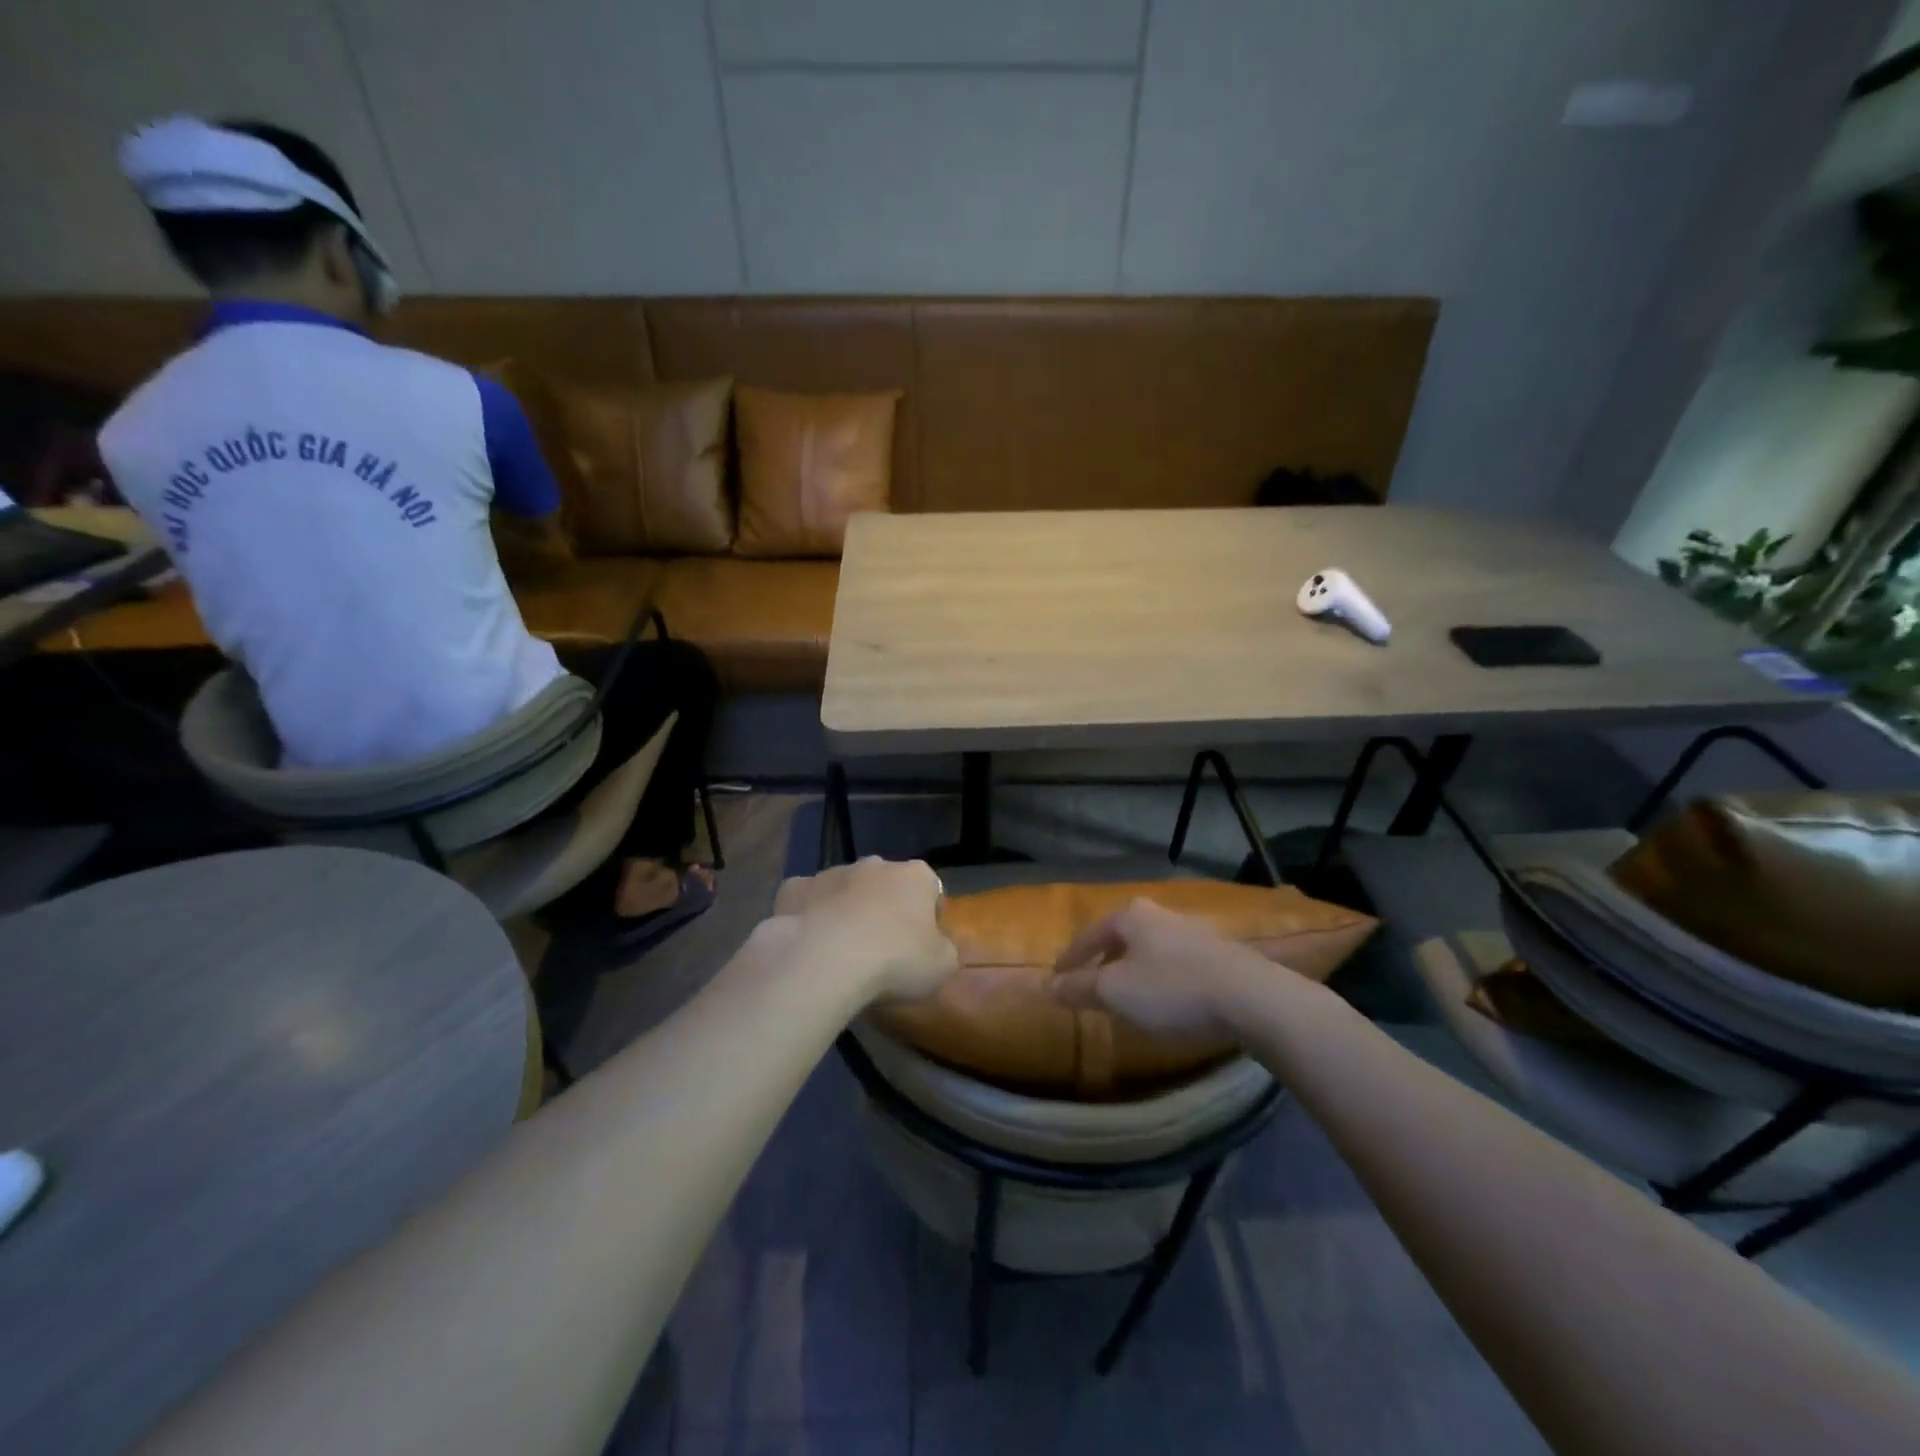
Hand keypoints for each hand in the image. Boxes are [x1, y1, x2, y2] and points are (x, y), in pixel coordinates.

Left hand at [773, 857, 957, 1003]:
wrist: (824, 960)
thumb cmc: (895, 960)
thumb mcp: (942, 966)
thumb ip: (944, 949)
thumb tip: (936, 946)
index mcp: (916, 876)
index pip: (930, 889)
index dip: (928, 918)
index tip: (921, 947)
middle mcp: (875, 864)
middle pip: (886, 885)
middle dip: (885, 908)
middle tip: (881, 949)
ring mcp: (831, 872)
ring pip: (845, 889)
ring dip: (847, 910)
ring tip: (843, 951)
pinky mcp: (794, 888)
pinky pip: (808, 900)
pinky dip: (810, 916)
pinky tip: (809, 944)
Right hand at [1049, 898, 1274, 1039]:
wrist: (1250, 997)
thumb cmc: (1172, 989)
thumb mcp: (1115, 992)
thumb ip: (1079, 988)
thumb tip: (1046, 986)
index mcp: (1132, 917)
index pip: (1091, 933)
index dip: (1072, 956)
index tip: (1058, 975)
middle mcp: (1161, 914)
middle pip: (1124, 934)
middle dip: (1106, 955)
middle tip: (1094, 979)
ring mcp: (1195, 931)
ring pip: (1153, 946)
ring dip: (1137, 965)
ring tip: (1130, 991)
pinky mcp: (1221, 953)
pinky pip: (1178, 960)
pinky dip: (1164, 975)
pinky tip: (1168, 996)